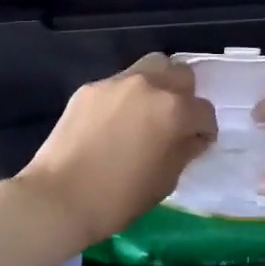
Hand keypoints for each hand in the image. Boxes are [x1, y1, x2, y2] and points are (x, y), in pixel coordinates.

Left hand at [13, 54, 216, 249]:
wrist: (59, 198)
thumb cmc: (119, 198)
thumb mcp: (165, 181)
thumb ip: (185, 150)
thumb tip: (192, 136)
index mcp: (174, 110)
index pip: (205, 111)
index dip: (205, 130)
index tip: (197, 143)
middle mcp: (149, 85)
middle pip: (181, 74)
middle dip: (185, 96)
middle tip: (174, 121)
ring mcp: (117, 82)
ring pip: (150, 67)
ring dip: (157, 86)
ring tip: (146, 112)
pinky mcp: (91, 87)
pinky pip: (119, 84)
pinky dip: (124, 97)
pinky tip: (112, 123)